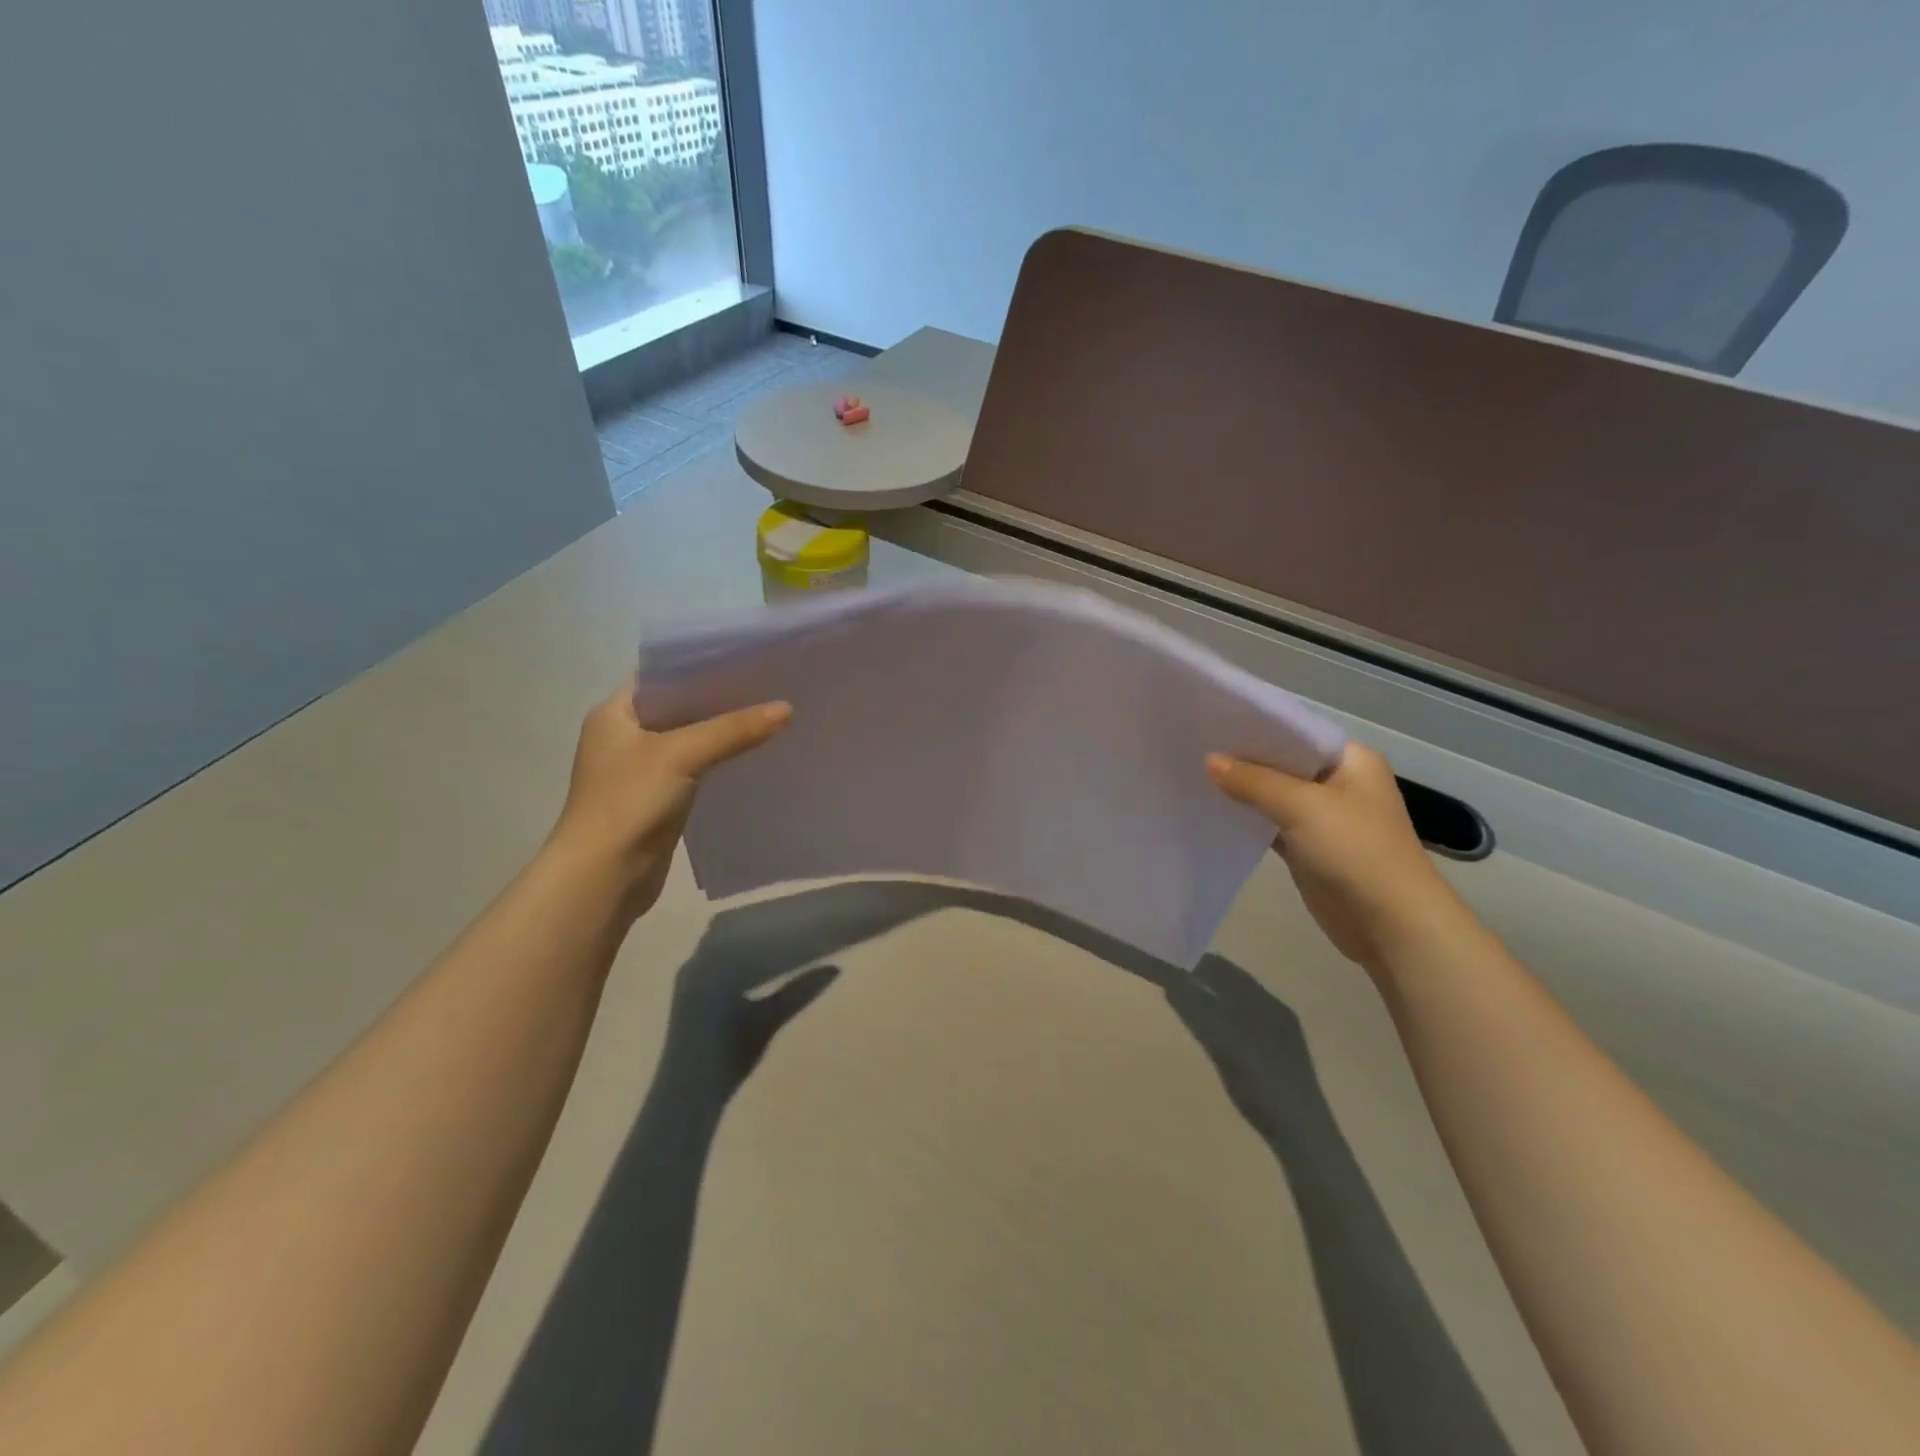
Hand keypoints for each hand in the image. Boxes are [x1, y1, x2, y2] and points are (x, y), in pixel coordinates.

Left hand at [546, 679, 791, 918]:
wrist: (604, 876)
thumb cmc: (629, 802)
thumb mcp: (682, 754)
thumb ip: (734, 729)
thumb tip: (787, 709)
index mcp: (614, 713)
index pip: (661, 674)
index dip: (700, 664)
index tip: (745, 657)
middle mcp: (624, 735)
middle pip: (679, 706)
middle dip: (720, 698)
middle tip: (768, 684)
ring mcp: (640, 769)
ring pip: (690, 738)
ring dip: (723, 731)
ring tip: (769, 714)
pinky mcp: (658, 798)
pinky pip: (696, 768)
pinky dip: (720, 760)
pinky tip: (753, 754)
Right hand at [1163, 956, 1328, 1148]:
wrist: (1303, 1136)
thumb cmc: (1264, 1086)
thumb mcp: (1225, 1047)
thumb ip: (1198, 1014)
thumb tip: (1171, 984)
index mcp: (1269, 1004)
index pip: (1229, 971)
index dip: (1201, 961)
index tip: (1172, 956)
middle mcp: (1275, 1012)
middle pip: (1234, 986)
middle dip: (1206, 977)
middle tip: (1171, 973)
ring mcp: (1277, 1036)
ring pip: (1238, 1005)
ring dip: (1213, 996)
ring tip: (1184, 995)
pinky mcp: (1275, 1057)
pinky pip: (1242, 1024)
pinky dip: (1222, 1017)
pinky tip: (1209, 1026)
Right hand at [1207, 742, 1476, 978]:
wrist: (1390, 923)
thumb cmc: (1354, 850)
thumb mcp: (1301, 806)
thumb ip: (1252, 781)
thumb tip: (1209, 760)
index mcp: (1351, 760)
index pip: (1297, 731)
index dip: (1256, 726)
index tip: (1213, 719)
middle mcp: (1339, 782)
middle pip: (1283, 762)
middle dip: (1243, 758)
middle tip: (1195, 744)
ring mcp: (1324, 817)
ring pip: (1274, 794)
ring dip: (1242, 788)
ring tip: (1194, 773)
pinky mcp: (1308, 847)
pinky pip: (1271, 823)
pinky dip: (1247, 818)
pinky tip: (1214, 808)